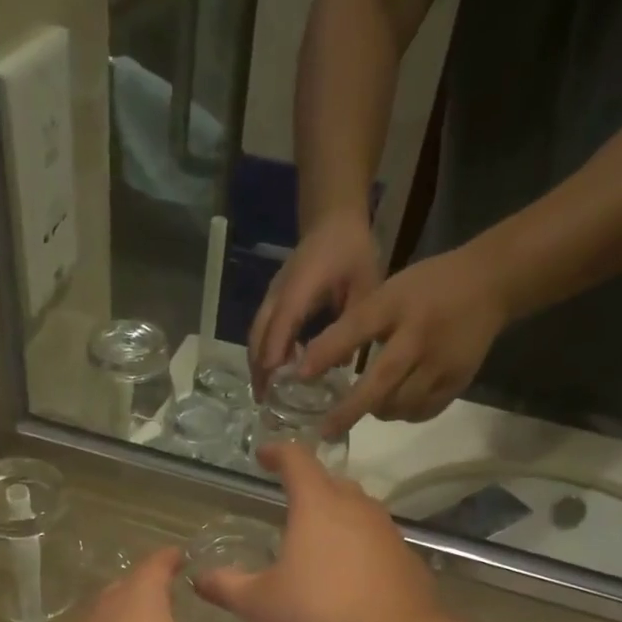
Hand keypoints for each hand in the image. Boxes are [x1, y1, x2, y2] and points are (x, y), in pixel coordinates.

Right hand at [193, 443, 438, 621]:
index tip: (263, 456)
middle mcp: (356, 508)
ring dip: (337, 517)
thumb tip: (198, 578)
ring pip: (358, 511)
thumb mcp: (259, 605)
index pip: (297, 460)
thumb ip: (227, 587)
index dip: (277, 453)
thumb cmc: (318, 615)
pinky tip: (348, 578)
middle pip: (332, 482)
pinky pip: (376, 543)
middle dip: (310, 486)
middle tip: (290, 503)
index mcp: (317, 505)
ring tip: (317, 542)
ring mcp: (387, 533)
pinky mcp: (407, 560)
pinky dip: (358, 549)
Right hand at [248, 210, 383, 395]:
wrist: (332, 219)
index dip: (276, 352)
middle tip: (265, 402)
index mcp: (302, 285)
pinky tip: (274, 375)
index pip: (283, 322)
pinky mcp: (273, 301)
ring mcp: (272, 296)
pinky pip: (262, 331)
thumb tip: (342, 364)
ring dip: (258, 365)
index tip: (273, 382)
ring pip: (255, 335)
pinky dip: (262, 354)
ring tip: (265, 396)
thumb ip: (353, 321)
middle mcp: (279, 293)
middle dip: (259, 369)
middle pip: (259, 335)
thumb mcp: (366, 284)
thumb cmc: (352, 251)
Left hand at [299, 242, 509, 436]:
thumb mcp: (390, 292)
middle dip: (349, 410)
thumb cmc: (427, 288)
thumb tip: (315, 365)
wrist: (491, 285)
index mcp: (398, 305)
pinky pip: (421, 411)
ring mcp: (442, 363)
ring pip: (400, 404)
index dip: (327, 352)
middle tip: (325, 430)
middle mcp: (419, 336)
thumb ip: (357, 325)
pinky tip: (395, 404)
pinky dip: (403, 413)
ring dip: (377, 411)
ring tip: (364, 408)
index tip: (300, 374)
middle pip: (381, 382)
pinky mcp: (458, 382)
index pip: (357, 328)